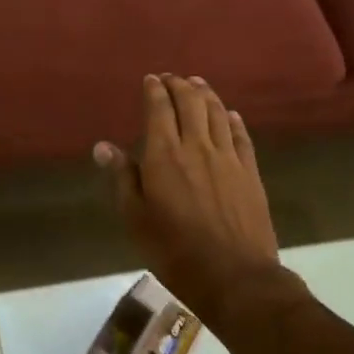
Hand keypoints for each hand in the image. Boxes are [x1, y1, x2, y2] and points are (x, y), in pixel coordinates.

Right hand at [95, 75, 307, 328]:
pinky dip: (233, 120)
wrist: (235, 276)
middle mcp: (198, 146)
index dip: (154, 91)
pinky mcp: (251, 173)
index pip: (159, 109)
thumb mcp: (135, 217)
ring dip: (207, 94)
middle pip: (191, 103)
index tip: (150, 79)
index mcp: (164, 155)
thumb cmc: (174, 250)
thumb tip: (103, 146)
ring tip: (198, 84)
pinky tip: (231, 115)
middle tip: (172, 77)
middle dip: (180, 85)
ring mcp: (229, 158)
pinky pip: (242, 136)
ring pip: (218, 114)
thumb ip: (122, 177)